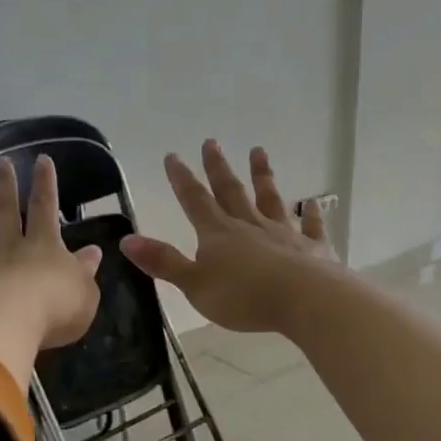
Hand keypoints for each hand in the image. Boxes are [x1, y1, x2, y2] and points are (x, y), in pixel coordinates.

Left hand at [0, 156, 103, 386]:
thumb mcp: (84, 293)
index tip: (42, 160)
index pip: (45, 210)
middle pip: (3, 211)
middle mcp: (8, 249)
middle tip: (0, 162)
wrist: (7, 326)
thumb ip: (85, 272)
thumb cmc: (54, 310)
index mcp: (43, 248)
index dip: (45, 185)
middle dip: (3, 186)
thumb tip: (93, 253)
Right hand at [120, 141, 340, 334]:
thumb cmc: (244, 297)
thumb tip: (126, 240)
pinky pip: (311, 226)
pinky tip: (314, 203)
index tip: (173, 156)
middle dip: (218, 167)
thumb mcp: (194, 285)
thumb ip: (164, 262)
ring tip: (259, 152)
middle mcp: (250, 225)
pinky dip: (312, 214)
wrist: (304, 299)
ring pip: (270, 199)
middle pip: (231, 191)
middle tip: (212, 141)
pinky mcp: (313, 247)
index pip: (195, 201)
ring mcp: (284, 233)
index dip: (182, 179)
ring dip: (263, 176)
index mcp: (218, 234)